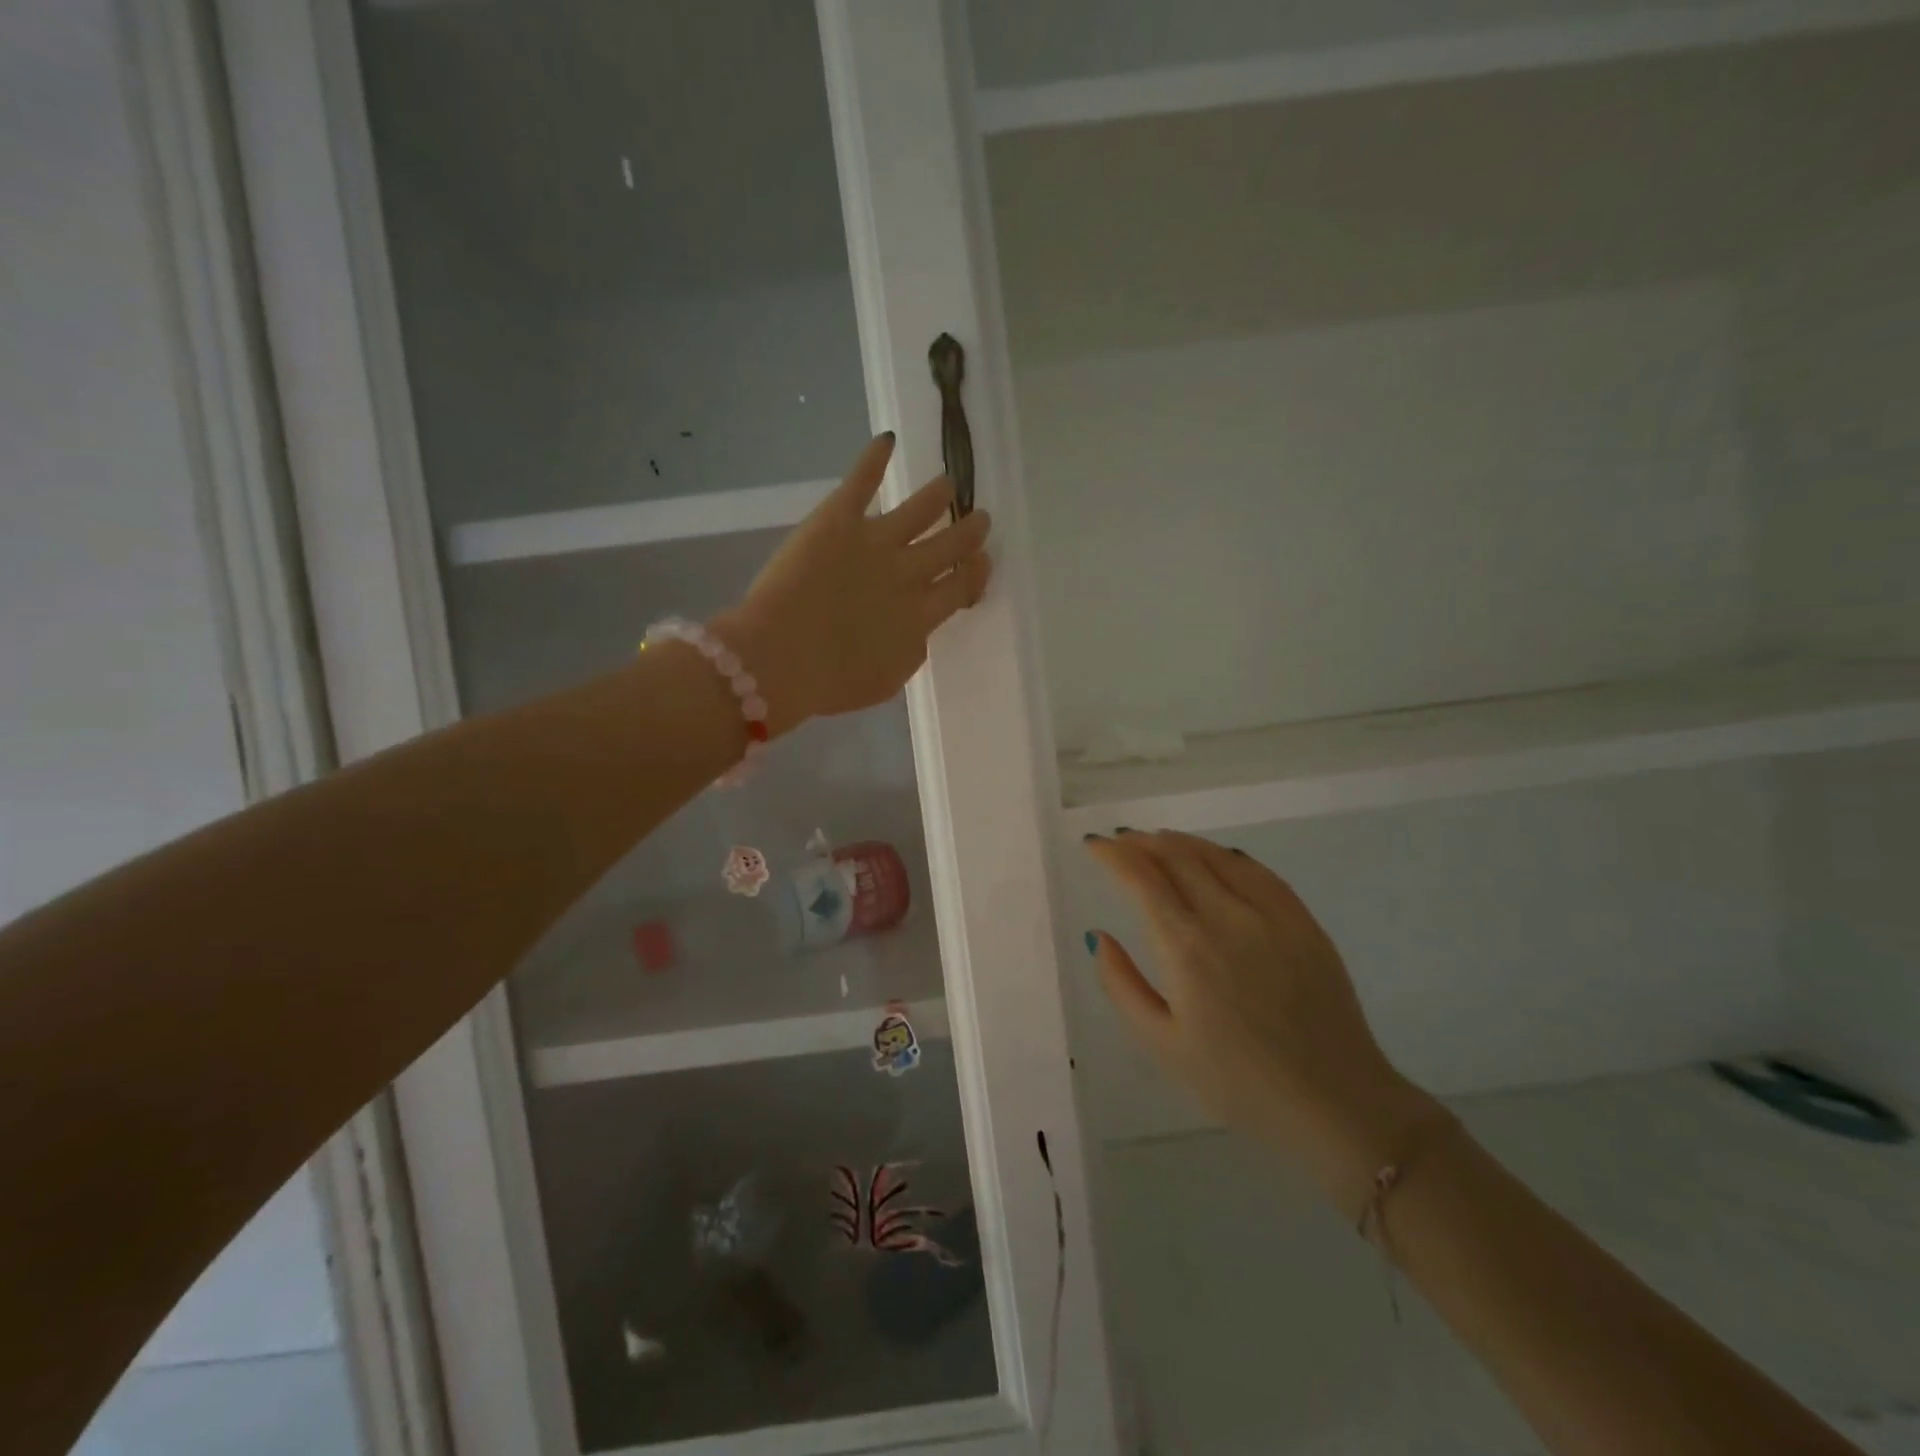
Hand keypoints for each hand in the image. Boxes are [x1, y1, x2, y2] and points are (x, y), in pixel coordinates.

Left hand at [714, 434, 991, 734]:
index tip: (982, 563)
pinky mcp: (838, 521)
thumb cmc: (830, 683)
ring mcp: (874, 542)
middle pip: (949, 546)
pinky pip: (861, 482)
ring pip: (919, 510)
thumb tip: (918, 631)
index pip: (960, 587)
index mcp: (920, 616)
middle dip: (968, 531)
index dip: (976, 573)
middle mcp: (907, 574)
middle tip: (979, 519)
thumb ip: (910, 652)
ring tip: (948, 483)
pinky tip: (886, 441)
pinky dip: (874, 459)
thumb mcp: (886, 681)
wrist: (781, 658)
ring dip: (937, 496)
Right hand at [1086, 830, 1441, 1212]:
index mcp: (1186, 947)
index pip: (1142, 878)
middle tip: (1122, 840)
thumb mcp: (1162, 1044)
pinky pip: (1259, 872)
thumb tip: (1099, 936)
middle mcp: (1227, 917)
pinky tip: (1217, 857)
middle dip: (1142, 843)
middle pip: (1178, 857)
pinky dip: (1227, 856)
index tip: (1094, 845)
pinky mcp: (1305, 923)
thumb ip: (1122, 984)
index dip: (1113, 854)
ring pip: (1218, 857)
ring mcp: (1272, 916)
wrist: (1334, 1104)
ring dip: (1181, 842)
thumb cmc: (1236, 1083)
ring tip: (1159, 840)